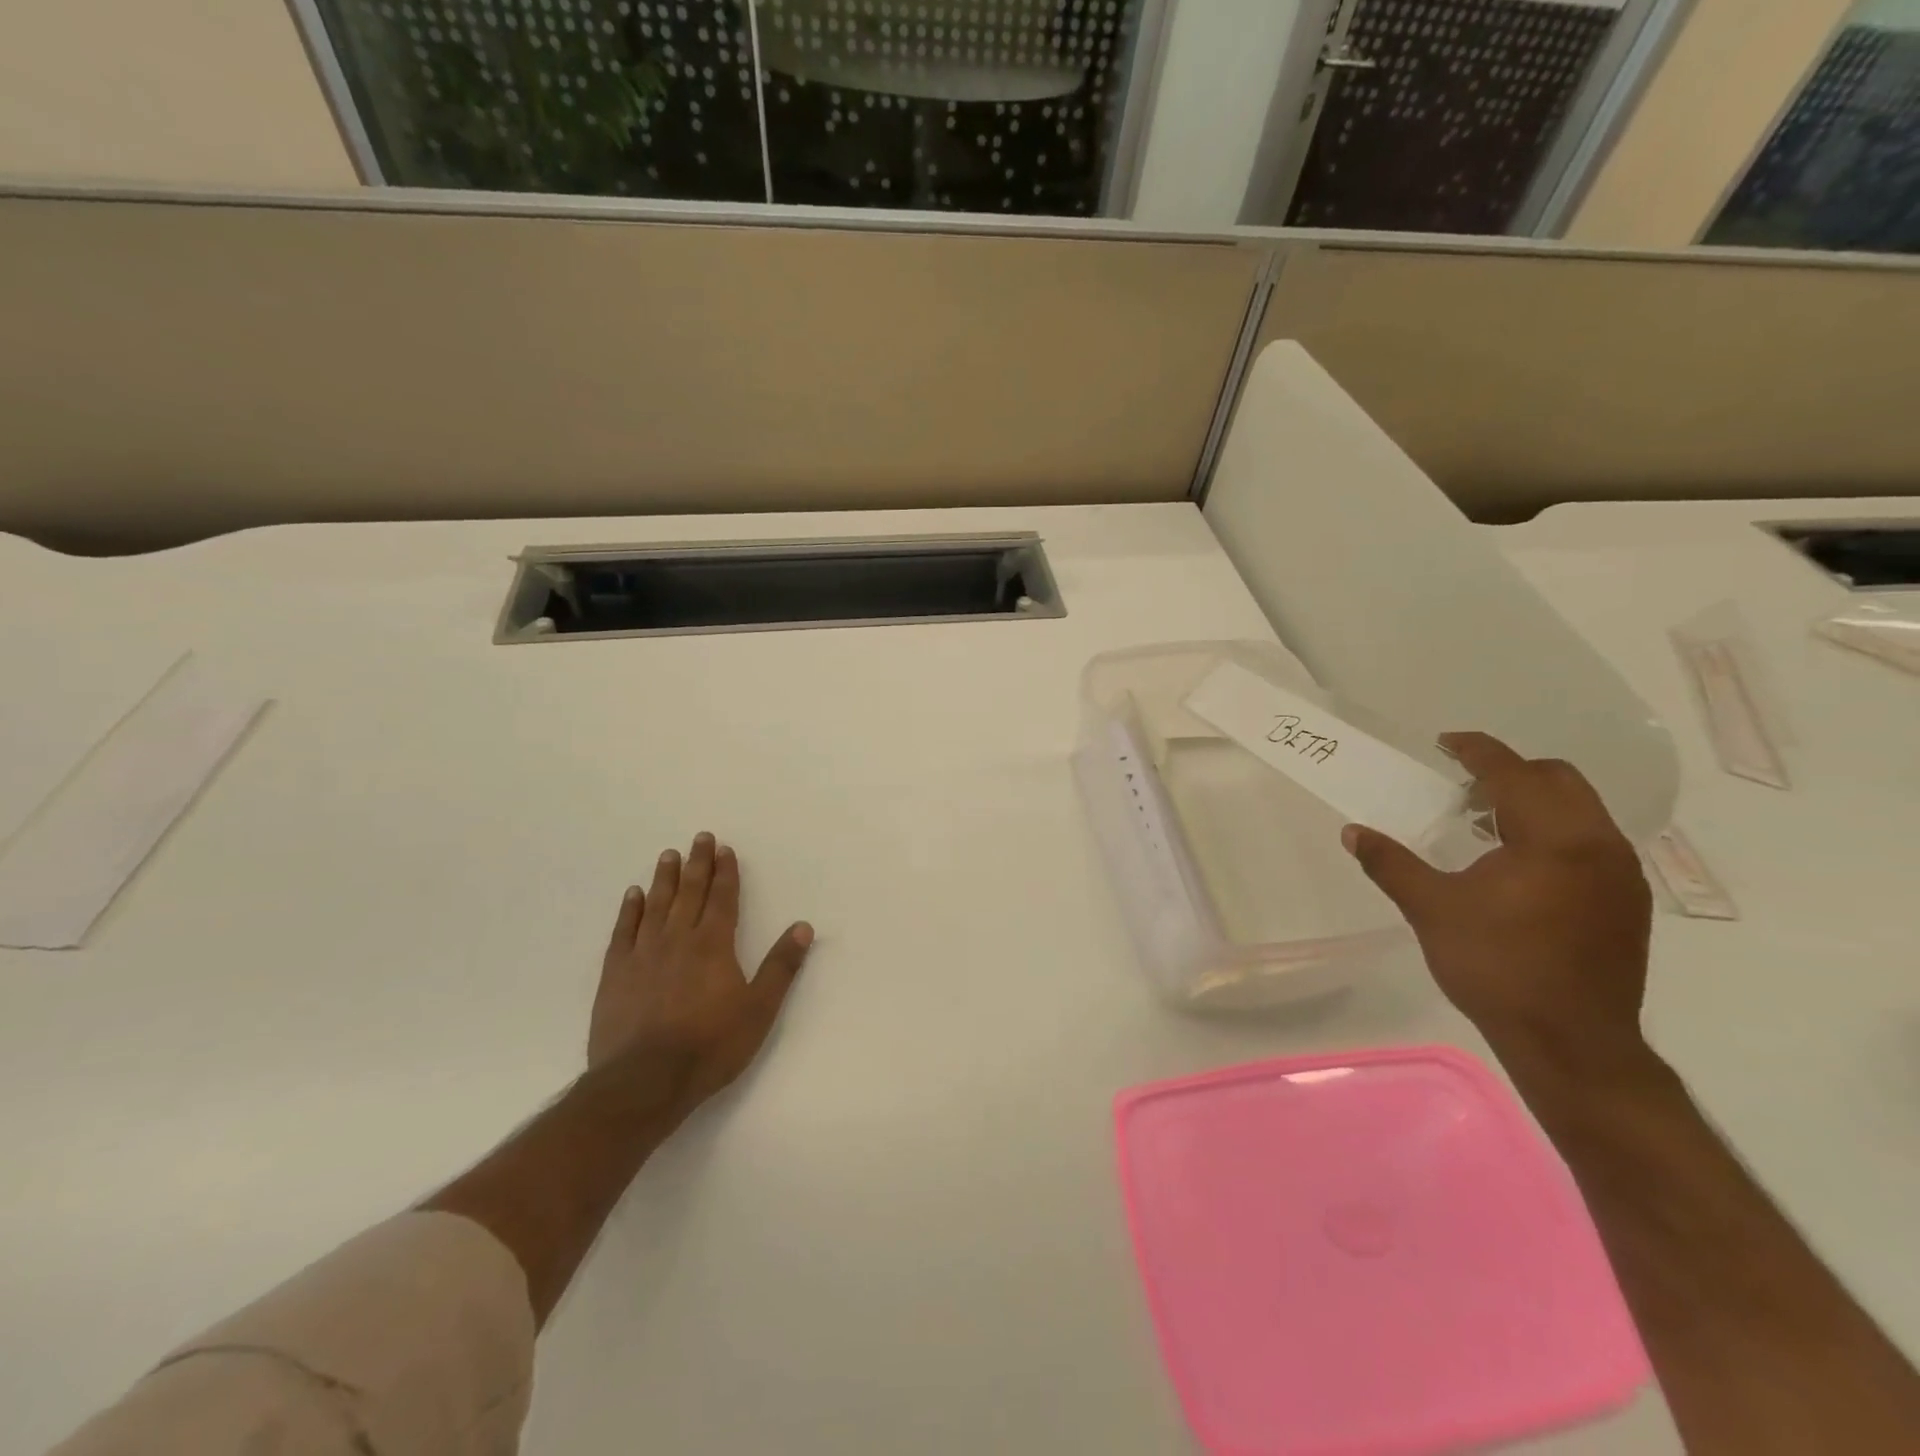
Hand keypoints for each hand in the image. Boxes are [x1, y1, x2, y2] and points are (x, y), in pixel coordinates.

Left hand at [589, 833, 814, 1109]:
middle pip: (690, 893)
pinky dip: (630, 910)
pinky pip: (624, 931)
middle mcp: (678, 939)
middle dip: (698, 864)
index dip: (726, 873)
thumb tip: (803, 927)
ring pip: (656, 905)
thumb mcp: (759, 1010)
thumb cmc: (710, 1046)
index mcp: (714, 945)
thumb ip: (781, 966)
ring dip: (664, 878)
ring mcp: (643, 954)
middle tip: (700, 837)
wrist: (644, 1082)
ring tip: (668, 855)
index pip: (722, 898)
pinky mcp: (616, 974)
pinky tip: (633, 895)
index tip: (725, 849)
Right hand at [1342, 732, 1651, 1070]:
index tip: (1445, 744)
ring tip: (1484, 827)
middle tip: (1462, 791)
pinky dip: (1553, 832)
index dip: (1476, 752)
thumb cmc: (1496, 967)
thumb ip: (1391, 864)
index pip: (1513, 773)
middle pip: (1558, 779)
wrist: (1571, 1042)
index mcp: (1553, 839)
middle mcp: (1598, 845)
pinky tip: (1517, 866)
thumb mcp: (1431, 909)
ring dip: (1532, 803)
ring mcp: (1620, 875)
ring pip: (1579, 810)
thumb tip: (1353, 832)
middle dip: (1509, 773)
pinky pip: (1590, 840)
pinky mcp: (1626, 902)